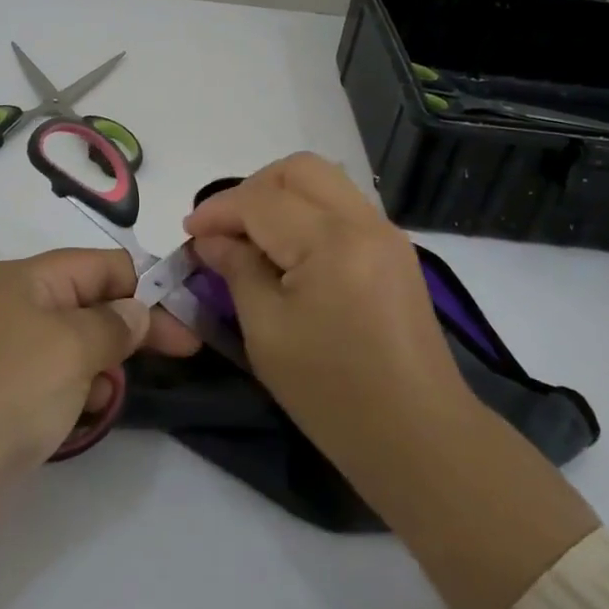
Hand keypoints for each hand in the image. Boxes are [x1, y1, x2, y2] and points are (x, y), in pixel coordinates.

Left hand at [0, 247, 198, 608]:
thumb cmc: (5, 396)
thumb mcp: (72, 348)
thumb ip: (114, 324)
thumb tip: (136, 311)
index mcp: (24, 278)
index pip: (101, 265)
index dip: (145, 290)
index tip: (182, 324)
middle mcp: (10, 305)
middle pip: (89, 303)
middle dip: (129, 329)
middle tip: (180, 356)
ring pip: (74, 345)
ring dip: (101, 366)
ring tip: (104, 398)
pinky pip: (51, 379)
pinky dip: (74, 392)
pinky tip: (80, 419)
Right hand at [185, 153, 463, 469]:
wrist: (419, 439)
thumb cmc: (333, 394)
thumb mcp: (267, 333)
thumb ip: (237, 271)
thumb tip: (211, 240)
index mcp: (332, 242)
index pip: (261, 201)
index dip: (217, 211)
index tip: (188, 232)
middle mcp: (364, 222)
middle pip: (298, 170)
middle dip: (252, 189)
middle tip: (224, 228)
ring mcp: (387, 234)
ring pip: (324, 181)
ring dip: (281, 196)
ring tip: (252, 236)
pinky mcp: (396, 252)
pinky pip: (343, 206)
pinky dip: (308, 212)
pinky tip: (288, 250)